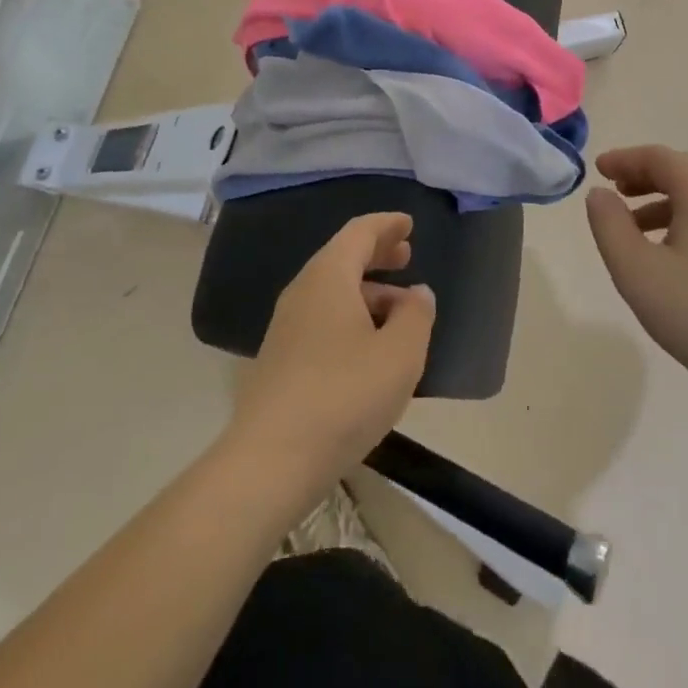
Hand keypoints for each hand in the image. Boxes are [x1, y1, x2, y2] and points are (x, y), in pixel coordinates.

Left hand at [226, 213, 436, 501]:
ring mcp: (286, 327)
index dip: (386, 225)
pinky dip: (350, 316)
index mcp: (329, 276)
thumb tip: (417, 293)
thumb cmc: (344, 395)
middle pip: (342, 258)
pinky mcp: (280, 360)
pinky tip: (370, 346)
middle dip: (376, 254)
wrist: (269, 463)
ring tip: (399, 310)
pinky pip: (322, 319)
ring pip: (332, 292)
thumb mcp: (400, 354)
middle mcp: (303, 291)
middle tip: (406, 256)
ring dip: (367, 291)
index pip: (359, 232)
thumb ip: (416, 315)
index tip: (408, 224)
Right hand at [586, 145, 687, 413]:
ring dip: (659, 200)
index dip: (625, 158)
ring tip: (631, 227)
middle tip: (613, 191)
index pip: (659, 157)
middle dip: (642, 175)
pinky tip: (665, 256)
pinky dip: (679, 221)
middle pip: (680, 171)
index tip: (598, 170)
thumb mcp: (636, 270)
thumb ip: (609, 226)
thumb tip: (599, 194)